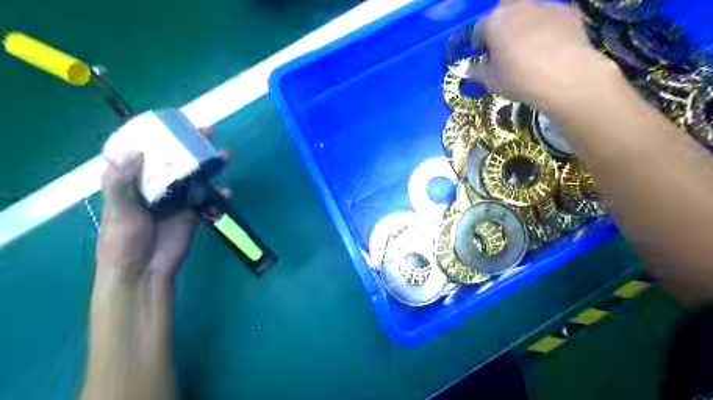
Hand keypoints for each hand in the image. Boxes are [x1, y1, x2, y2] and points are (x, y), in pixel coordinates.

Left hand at [97, 130, 227, 277]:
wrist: (145, 270)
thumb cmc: (123, 241)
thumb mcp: (119, 211)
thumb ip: (121, 184)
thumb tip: (133, 152)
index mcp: (134, 182)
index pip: (145, 153)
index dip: (157, 137)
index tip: (171, 124)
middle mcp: (157, 186)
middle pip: (175, 161)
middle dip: (191, 147)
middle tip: (206, 133)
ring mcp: (178, 200)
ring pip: (196, 177)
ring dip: (210, 166)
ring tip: (224, 156)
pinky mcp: (193, 213)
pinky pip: (209, 199)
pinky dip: (219, 195)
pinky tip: (227, 192)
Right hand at [469, 0, 618, 108]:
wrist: (564, 76)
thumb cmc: (518, 78)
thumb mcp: (490, 81)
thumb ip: (477, 72)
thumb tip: (471, 69)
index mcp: (494, 22)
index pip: (479, 27)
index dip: (478, 42)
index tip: (482, 54)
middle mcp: (518, 6)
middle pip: (504, 11)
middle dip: (501, 25)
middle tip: (503, 45)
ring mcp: (545, 5)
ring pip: (528, 11)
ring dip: (524, 24)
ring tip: (528, 46)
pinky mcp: (568, 11)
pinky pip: (550, 17)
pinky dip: (546, 27)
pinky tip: (549, 46)